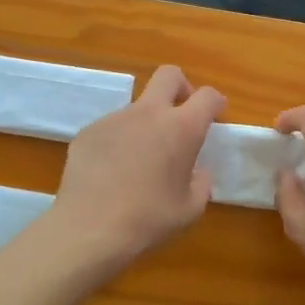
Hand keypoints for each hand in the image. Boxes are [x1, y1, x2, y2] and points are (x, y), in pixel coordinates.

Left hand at [45, 65, 224, 271]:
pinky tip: (112, 173)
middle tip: (182, 114)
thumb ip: (200, 184)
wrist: (89, 229)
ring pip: (137, 106)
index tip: (216, 114)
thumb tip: (196, 173)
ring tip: (140, 161)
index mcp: (181, 128)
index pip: (207, 96)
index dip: (215, 102)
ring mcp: (114, 119)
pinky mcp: (88, 132)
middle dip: (181, 87)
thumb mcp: (190, 209)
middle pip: (168, 75)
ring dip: (146, 123)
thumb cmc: (149, 219)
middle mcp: (148, 113)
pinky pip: (111, 129)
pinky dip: (118, 142)